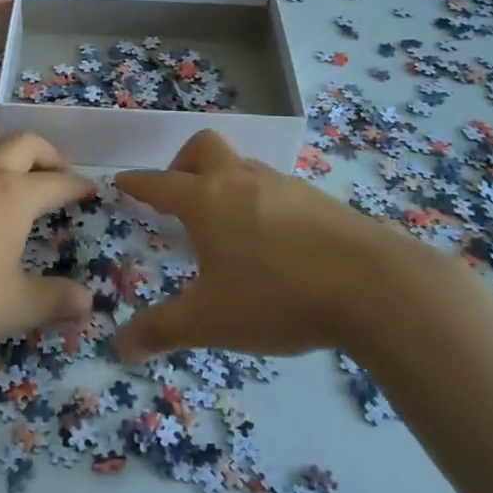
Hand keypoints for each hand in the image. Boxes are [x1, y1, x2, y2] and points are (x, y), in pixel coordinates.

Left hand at [0, 128, 93, 346]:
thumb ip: (54, 302)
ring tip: (11, 166)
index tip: (90, 189)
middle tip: (57, 171)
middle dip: (48, 152)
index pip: (57, 182)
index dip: (78, 185)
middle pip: (23, 143)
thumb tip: (88, 302)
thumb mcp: (12, 307)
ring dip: (6, 145)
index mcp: (13, 195)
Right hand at [113, 129, 404, 361]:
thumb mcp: (211, 321)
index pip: (159, 183)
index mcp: (206, 200)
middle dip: (182, 163)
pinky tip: (274, 242)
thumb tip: (119, 346)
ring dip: (225, 182)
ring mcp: (284, 185)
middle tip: (180, 198)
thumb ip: (162, 330)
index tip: (121, 182)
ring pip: (243, 165)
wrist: (373, 286)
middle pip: (203, 147)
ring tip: (228, 227)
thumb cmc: (277, 297)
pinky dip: (261, 202)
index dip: (136, 183)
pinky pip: (276, 187)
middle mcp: (241, 181)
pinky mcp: (319, 198)